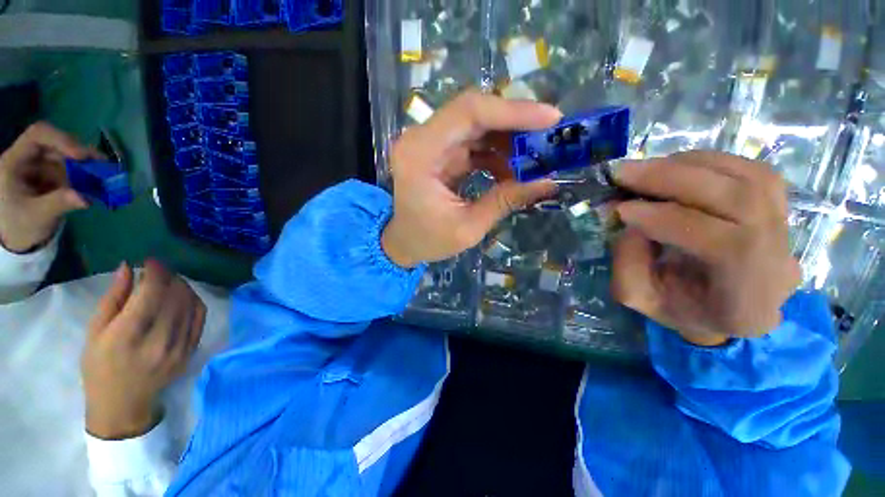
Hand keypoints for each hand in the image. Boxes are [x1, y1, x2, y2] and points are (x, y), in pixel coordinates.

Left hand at [0, 123, 97, 252]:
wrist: (18, 239)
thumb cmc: (20, 227)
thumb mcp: (37, 217)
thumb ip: (58, 204)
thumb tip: (84, 198)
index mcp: (14, 162)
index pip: (38, 135)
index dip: (61, 140)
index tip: (83, 156)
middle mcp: (28, 158)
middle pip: (57, 146)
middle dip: (80, 156)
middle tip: (103, 166)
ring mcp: (41, 166)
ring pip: (67, 158)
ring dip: (87, 166)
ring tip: (105, 178)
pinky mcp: (52, 176)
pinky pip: (72, 170)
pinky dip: (87, 175)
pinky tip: (99, 184)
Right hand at [81, 259, 206, 439]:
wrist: (122, 403)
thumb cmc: (100, 367)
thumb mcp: (95, 332)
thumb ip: (113, 298)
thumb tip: (128, 267)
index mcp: (127, 336)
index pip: (152, 293)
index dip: (156, 272)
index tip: (152, 261)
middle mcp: (158, 341)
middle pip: (175, 296)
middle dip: (170, 277)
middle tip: (160, 271)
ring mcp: (179, 347)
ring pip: (191, 304)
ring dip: (183, 287)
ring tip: (170, 282)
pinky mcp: (191, 351)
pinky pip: (200, 318)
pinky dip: (194, 301)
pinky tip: (184, 296)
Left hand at [381, 90, 561, 267]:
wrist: (404, 242)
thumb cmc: (428, 240)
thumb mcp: (469, 228)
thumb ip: (505, 201)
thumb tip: (548, 182)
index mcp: (420, 154)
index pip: (468, 113)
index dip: (512, 111)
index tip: (551, 119)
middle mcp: (421, 139)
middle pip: (474, 112)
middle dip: (516, 122)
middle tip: (550, 136)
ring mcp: (430, 143)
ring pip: (477, 125)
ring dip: (508, 139)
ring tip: (534, 159)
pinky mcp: (439, 152)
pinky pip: (474, 141)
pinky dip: (496, 152)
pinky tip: (512, 170)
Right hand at [611, 151, 801, 345]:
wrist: (728, 308)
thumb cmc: (681, 309)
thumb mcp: (639, 297)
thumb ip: (628, 263)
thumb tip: (628, 219)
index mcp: (748, 301)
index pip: (724, 246)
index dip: (668, 220)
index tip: (621, 209)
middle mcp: (780, 260)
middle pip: (741, 200)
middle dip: (673, 179)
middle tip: (623, 173)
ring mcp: (787, 228)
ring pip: (748, 177)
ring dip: (686, 166)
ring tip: (642, 169)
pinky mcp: (780, 204)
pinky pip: (749, 169)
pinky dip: (705, 162)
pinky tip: (672, 168)